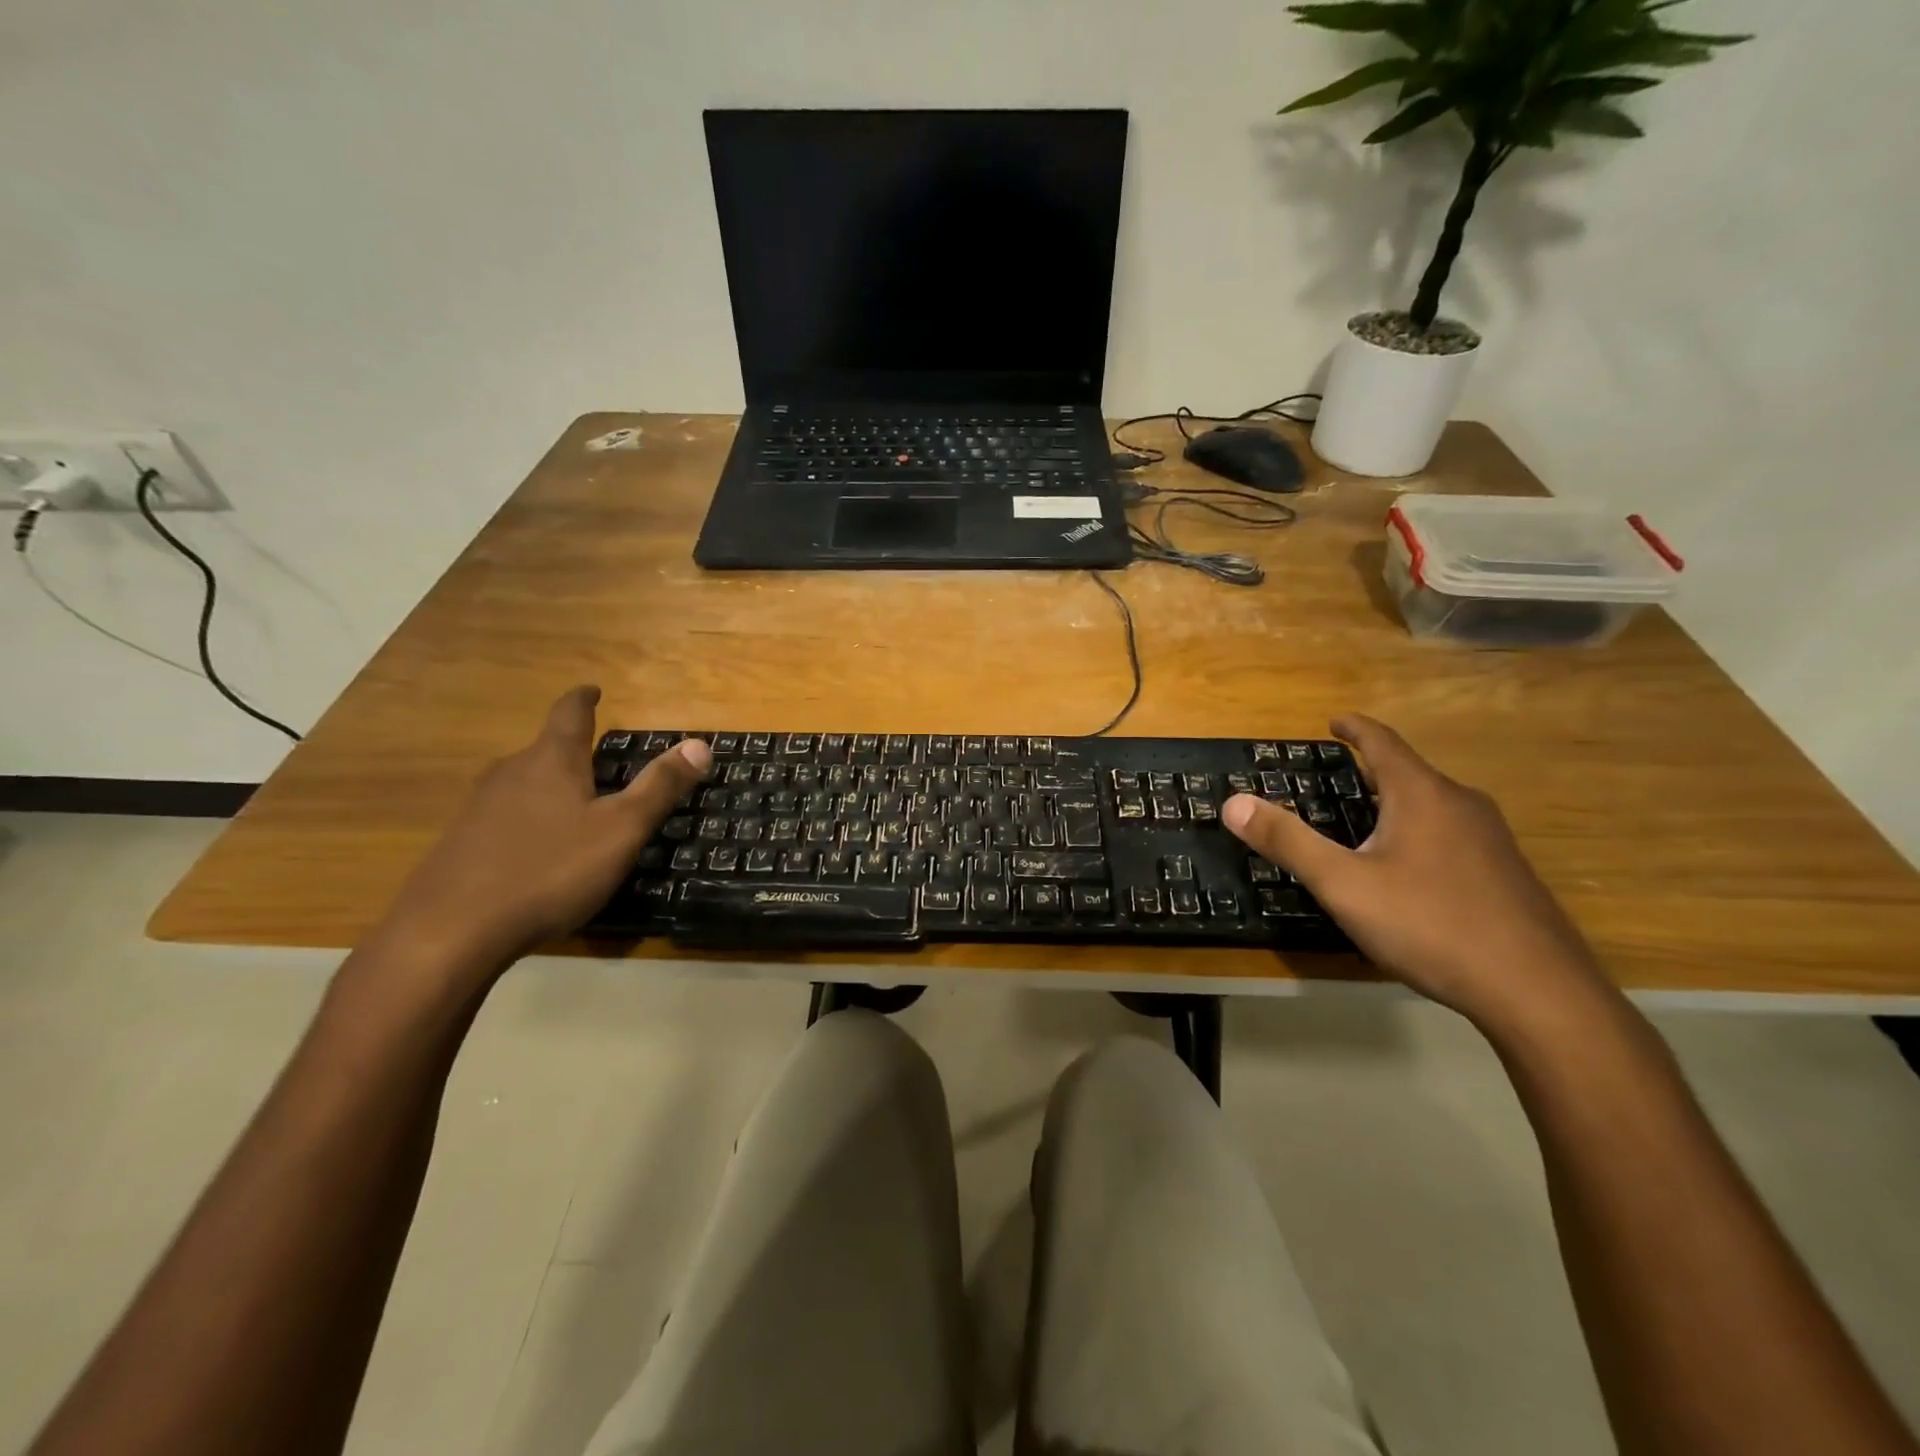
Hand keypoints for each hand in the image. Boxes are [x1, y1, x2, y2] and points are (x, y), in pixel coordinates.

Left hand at [378, 686, 708, 976]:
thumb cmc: (549, 870)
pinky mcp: (460, 844)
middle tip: (598, 760)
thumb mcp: (621, 830)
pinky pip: (504, 817)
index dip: (583, 699)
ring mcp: (478, 809)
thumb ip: (660, 787)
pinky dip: (529, 819)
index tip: (593, 689)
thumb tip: (700, 744)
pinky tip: (538, 849)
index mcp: (552, 762)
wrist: (449, 933)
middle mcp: (510, 773)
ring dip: (549, 785)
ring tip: (574, 803)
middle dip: (571, 751)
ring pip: (523, 784)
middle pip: (544, 750)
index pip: (569, 714)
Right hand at [1221, 715, 1605, 1027]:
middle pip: (1408, 773)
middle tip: (1334, 782)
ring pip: (1433, 806)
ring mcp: (1493, 840)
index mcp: (1422, 795)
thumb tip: (1234, 802)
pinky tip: (1408, 872)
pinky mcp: (1508, 874)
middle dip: (1369, 772)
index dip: (1354, 728)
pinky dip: (1419, 834)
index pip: (1383, 743)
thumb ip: (1288, 841)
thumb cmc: (1430, 924)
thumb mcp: (1343, 884)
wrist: (1538, 992)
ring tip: (1364, 824)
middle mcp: (1462, 805)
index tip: (1333, 721)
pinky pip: (1452, 836)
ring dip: (1395, 805)